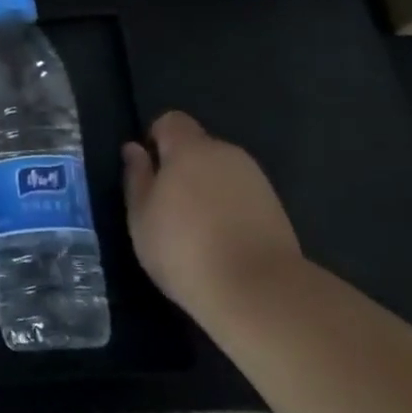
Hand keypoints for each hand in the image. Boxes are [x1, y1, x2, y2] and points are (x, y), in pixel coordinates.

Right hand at [121, 112, 304, 308]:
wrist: (258, 291)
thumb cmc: (183, 248)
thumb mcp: (141, 216)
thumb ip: (137, 177)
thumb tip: (134, 149)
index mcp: (190, 149)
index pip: (171, 121)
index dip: (156, 140)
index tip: (149, 172)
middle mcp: (227, 154)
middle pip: (199, 148)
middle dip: (182, 168)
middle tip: (167, 207)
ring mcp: (256, 180)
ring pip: (221, 173)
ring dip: (206, 190)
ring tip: (196, 230)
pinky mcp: (276, 208)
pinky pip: (241, 196)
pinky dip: (229, 209)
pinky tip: (222, 242)